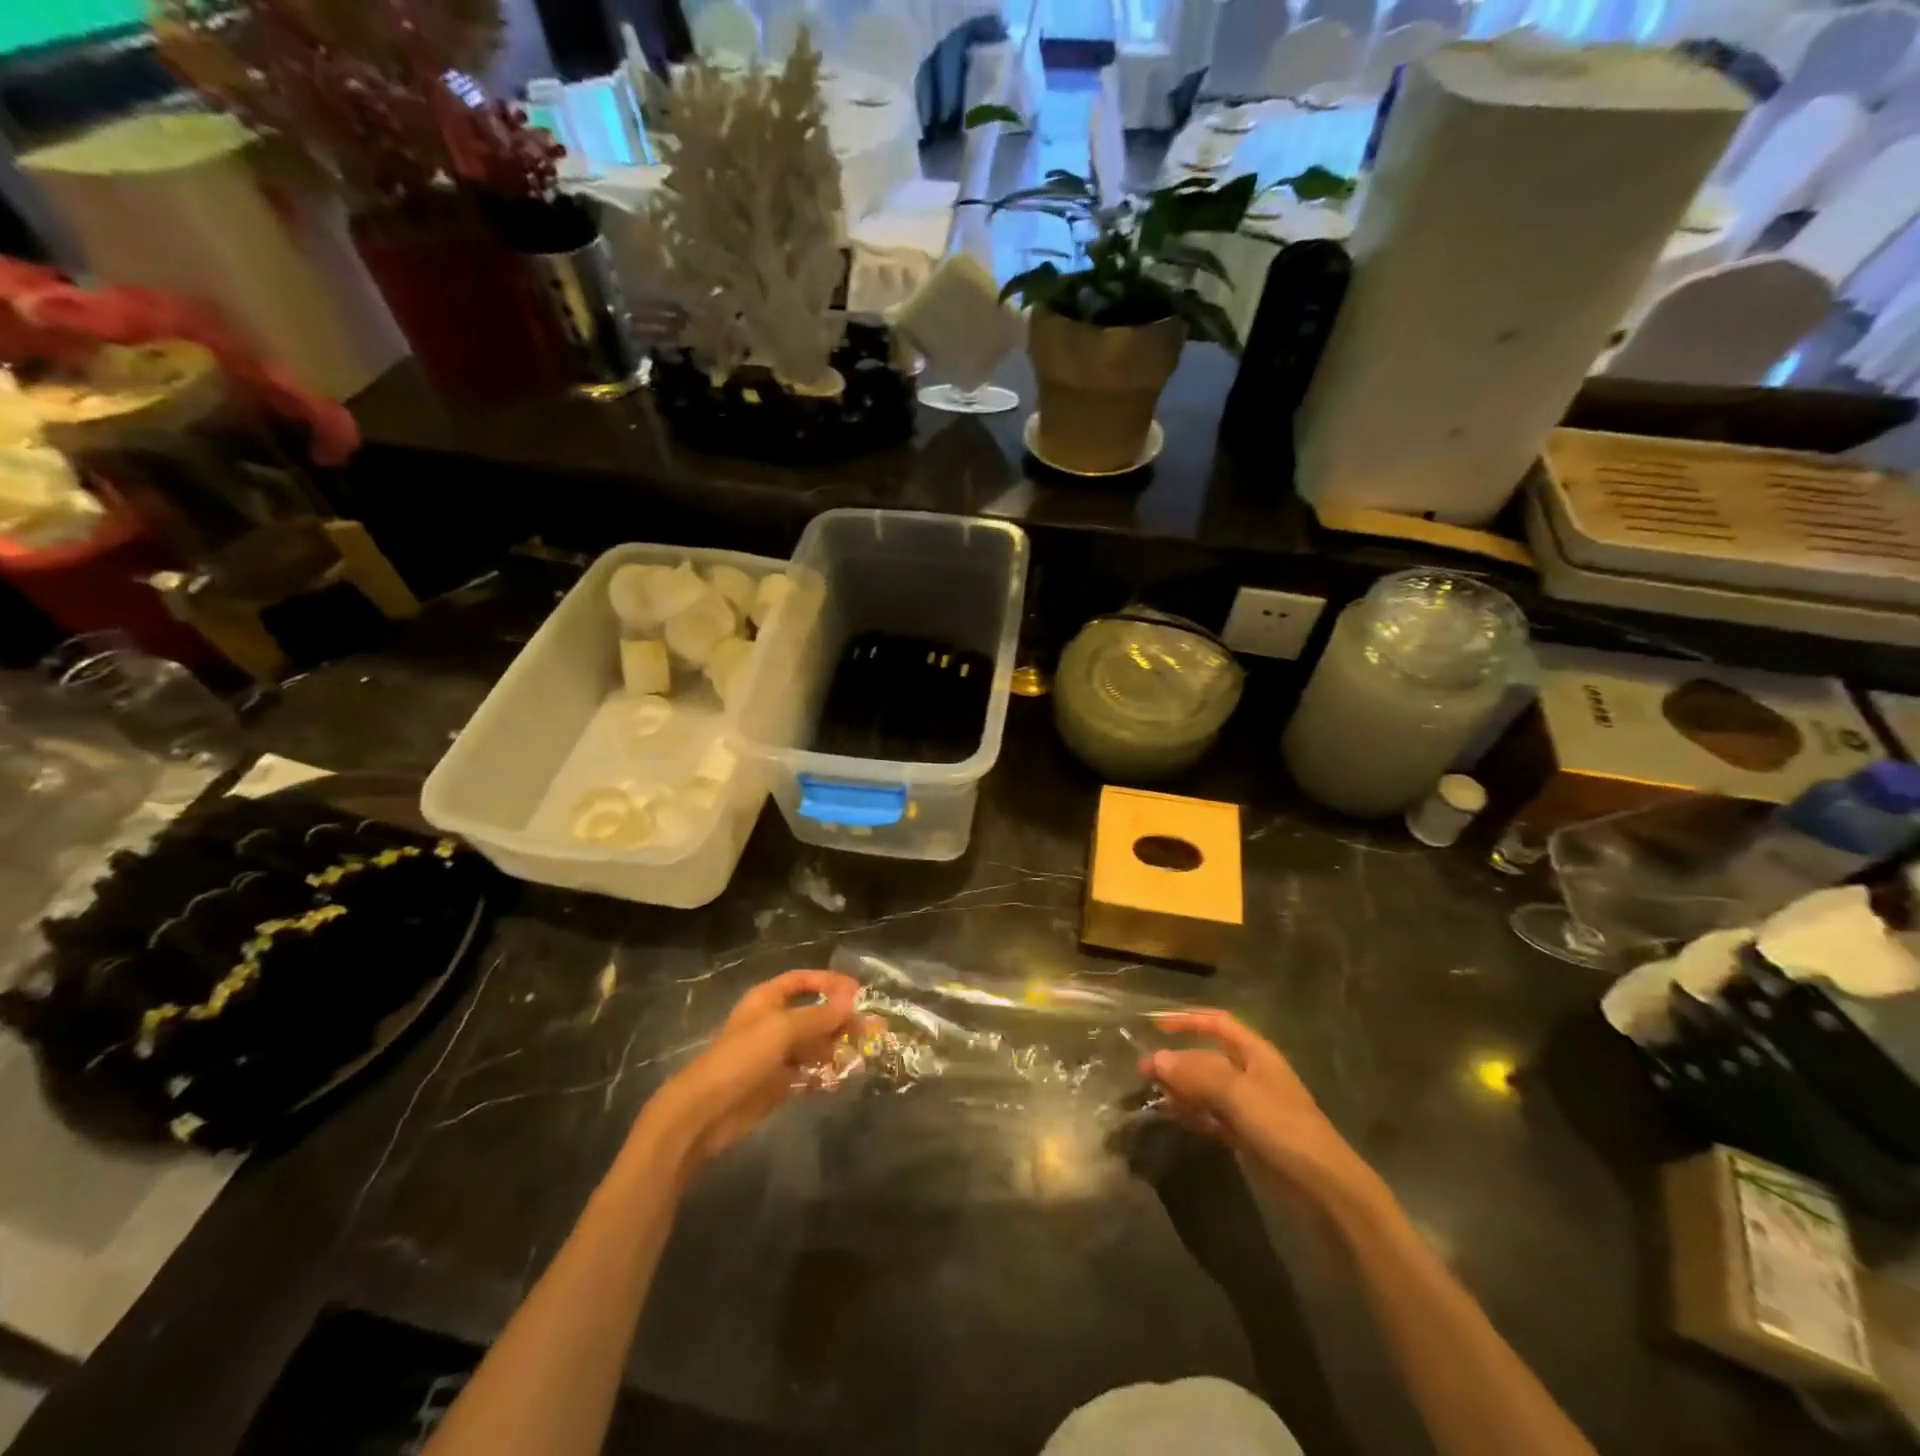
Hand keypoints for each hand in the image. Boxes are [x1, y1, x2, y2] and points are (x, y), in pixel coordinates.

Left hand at [639, 970, 858, 1174]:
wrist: (706, 1112)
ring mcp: (774, 1055)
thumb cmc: (742, 1058)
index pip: (801, 981)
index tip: (857, 992)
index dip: (828, 982)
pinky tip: (842, 1078)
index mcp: (767, 1000)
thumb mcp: (783, 1029)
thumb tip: (852, 1001)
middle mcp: (772, 1023)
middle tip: (872, 1029)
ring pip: (813, 1045)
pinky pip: (807, 1073)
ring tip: (862, 1055)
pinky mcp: (776, 1084)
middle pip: (812, 1014)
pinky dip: (824, 1074)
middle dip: (840, 1020)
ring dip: (836, 1048)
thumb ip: (819, 1016)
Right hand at [1143, 1010, 1369, 1201]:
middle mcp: (1252, 1075)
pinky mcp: (1248, 1138)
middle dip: (1178, 1061)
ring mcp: (1250, 1108)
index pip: (1218, 1024)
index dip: (1188, 1020)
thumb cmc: (1283, 1127)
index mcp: (1257, 1054)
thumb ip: (1195, 1075)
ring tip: (1152, 1094)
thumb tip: (1155, 1059)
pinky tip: (1171, 1116)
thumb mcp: (1237, 1094)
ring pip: (1207, 1090)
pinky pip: (1212, 1117)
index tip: (1156, 1026)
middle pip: (1208, 1058)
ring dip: (1181, 1089)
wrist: (1324, 1189)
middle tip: (1144, 1070)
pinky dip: (1192, 1114)